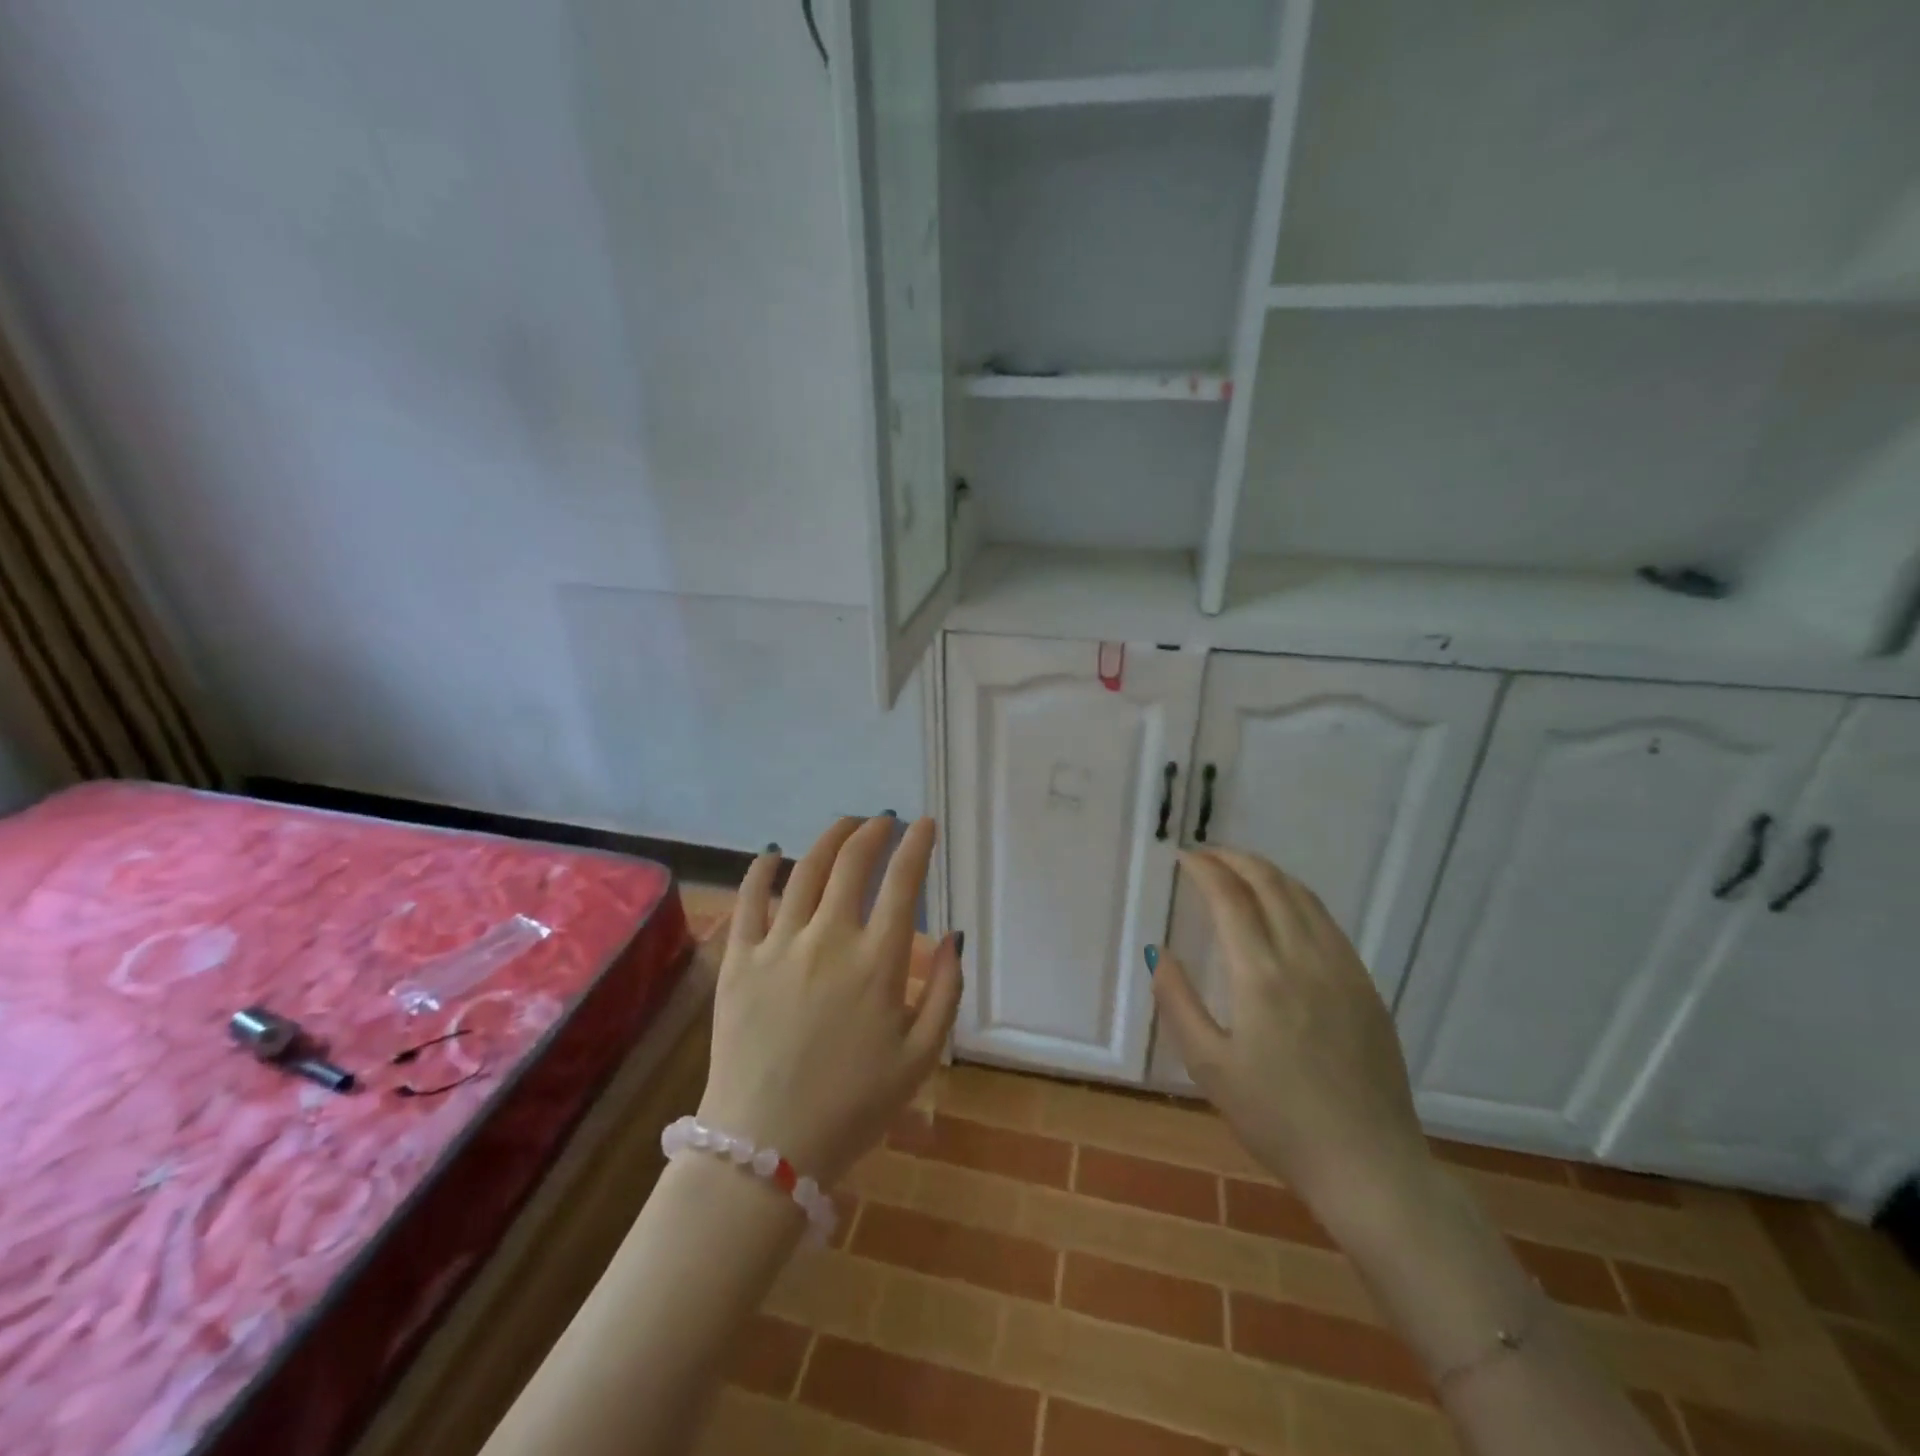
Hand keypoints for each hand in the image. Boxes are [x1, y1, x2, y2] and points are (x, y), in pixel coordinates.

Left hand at [697, 816, 961, 1184]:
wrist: (764, 1147)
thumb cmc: (853, 1107)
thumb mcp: (921, 1058)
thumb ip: (946, 992)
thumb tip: (955, 935)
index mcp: (877, 962)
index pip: (903, 883)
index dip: (917, 846)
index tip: (924, 824)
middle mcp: (829, 939)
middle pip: (852, 863)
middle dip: (873, 831)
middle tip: (884, 821)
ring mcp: (778, 945)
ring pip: (805, 870)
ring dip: (829, 838)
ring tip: (845, 825)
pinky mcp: (739, 960)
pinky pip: (749, 899)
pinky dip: (762, 868)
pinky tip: (774, 853)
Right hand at [1150, 848, 1434, 1233]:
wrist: (1370, 1166)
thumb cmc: (1278, 1120)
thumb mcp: (1209, 1067)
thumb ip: (1178, 1002)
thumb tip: (1159, 953)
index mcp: (1261, 976)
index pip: (1230, 898)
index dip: (1205, 869)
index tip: (1184, 858)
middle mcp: (1305, 958)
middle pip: (1271, 884)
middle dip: (1236, 860)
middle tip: (1208, 855)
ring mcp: (1343, 969)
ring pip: (1304, 898)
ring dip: (1269, 873)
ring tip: (1241, 870)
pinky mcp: (1366, 987)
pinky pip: (1328, 923)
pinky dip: (1298, 898)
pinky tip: (1285, 910)